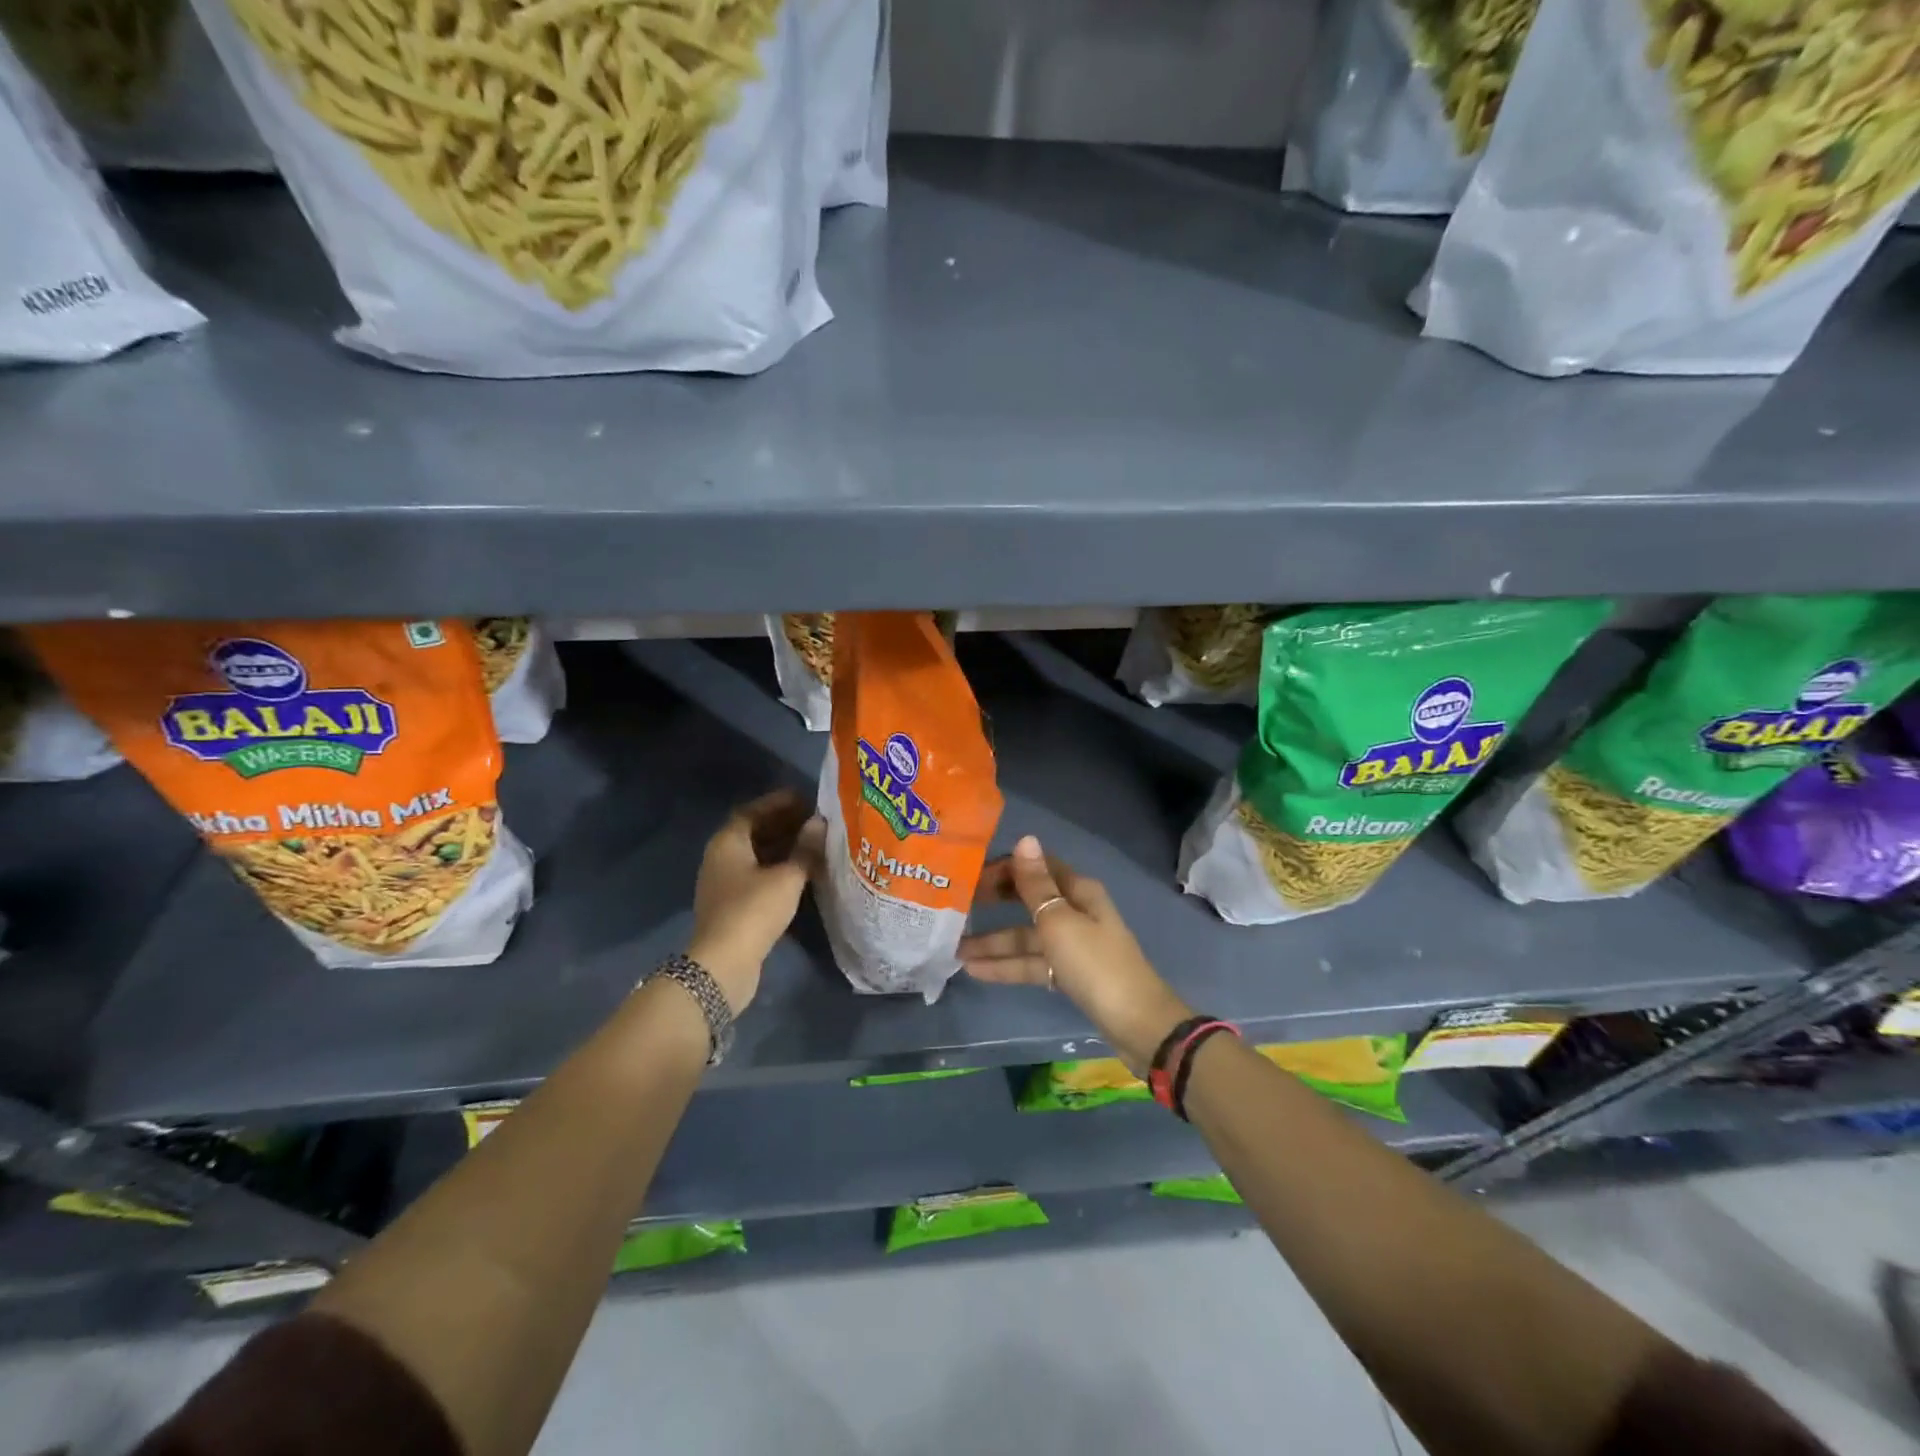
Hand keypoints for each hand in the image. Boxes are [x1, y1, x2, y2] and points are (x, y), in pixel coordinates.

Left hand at [688, 790, 824, 1014]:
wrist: (723, 964)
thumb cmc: (754, 910)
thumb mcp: (787, 877)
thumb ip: (805, 849)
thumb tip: (820, 823)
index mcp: (728, 842)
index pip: (753, 811)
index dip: (779, 803)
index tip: (806, 799)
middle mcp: (721, 857)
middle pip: (753, 832)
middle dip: (784, 824)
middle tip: (815, 821)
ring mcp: (724, 883)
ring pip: (756, 856)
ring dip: (783, 848)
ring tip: (814, 844)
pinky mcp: (732, 905)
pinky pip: (757, 876)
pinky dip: (778, 869)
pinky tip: (802, 873)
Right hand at [959, 835, 1191, 1070]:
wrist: (1136, 1024)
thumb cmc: (1095, 964)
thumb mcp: (1060, 921)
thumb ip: (1036, 884)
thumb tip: (1025, 839)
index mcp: (1078, 891)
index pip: (1037, 867)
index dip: (1005, 868)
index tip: (969, 875)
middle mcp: (1075, 912)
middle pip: (1029, 900)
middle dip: (995, 902)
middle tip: (956, 906)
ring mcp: (1072, 945)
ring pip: (1026, 937)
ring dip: (994, 942)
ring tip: (954, 949)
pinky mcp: (1069, 974)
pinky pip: (1032, 963)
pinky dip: (1007, 966)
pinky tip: (975, 971)